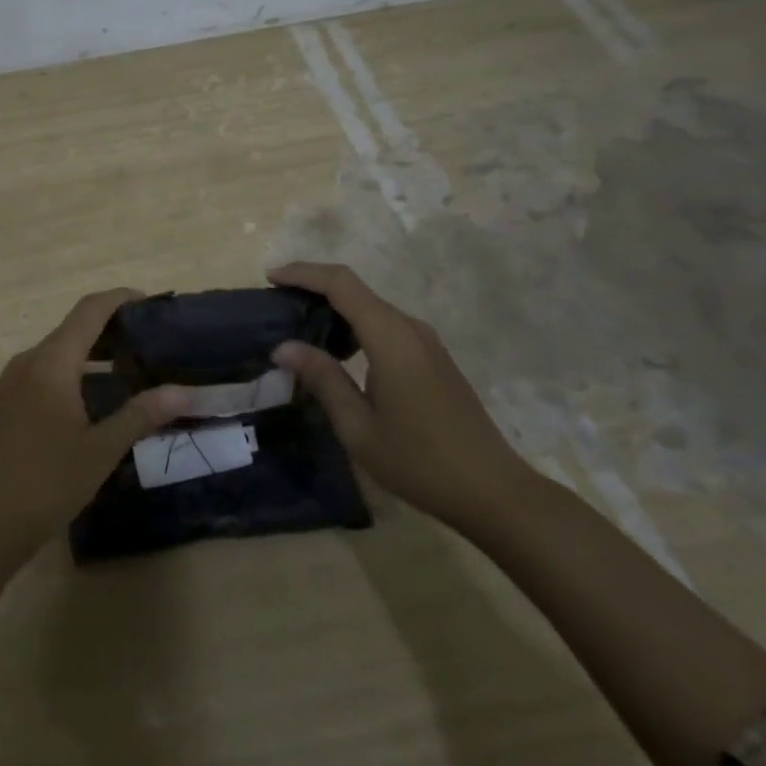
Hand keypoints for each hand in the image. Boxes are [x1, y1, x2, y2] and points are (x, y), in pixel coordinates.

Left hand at [0, 289, 193, 557]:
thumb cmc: (45, 484)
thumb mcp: (100, 451)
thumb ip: (141, 415)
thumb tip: (182, 391)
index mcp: (51, 363)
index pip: (88, 310)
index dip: (119, 298)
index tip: (148, 302)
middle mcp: (26, 361)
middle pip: (71, 329)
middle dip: (108, 329)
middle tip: (146, 343)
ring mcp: (7, 383)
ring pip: (54, 353)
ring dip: (87, 354)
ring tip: (123, 371)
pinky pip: (38, 373)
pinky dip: (66, 373)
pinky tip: (85, 402)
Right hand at [268, 262, 530, 528]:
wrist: (494, 492)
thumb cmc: (420, 462)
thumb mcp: (358, 427)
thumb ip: (322, 379)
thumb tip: (283, 346)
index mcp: (390, 338)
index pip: (341, 284)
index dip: (303, 272)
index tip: (271, 277)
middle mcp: (410, 328)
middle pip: (356, 290)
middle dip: (314, 288)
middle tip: (278, 306)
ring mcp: (426, 342)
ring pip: (371, 307)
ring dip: (335, 308)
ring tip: (300, 327)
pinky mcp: (433, 358)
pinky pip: (386, 325)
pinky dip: (355, 325)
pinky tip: (338, 352)